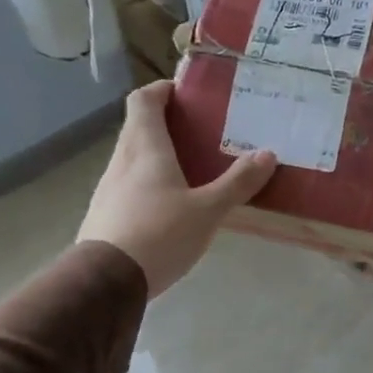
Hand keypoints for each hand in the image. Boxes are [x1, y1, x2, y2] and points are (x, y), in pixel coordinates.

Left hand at [78, 80, 276, 296]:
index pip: (144, 100)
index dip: (162, 90)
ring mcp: (108, 188)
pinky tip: (171, 206)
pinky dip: (149, 182)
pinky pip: (129, 185)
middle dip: (166, 123)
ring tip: (192, 169)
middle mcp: (122, 160)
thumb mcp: (208, 210)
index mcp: (145, 148)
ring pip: (133, 157)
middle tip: (201, 132)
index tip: (185, 93)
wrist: (105, 282)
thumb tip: (268, 154)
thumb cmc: (159, 234)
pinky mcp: (105, 214)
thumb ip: (238, 182)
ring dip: (158, 154)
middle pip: (138, 127)